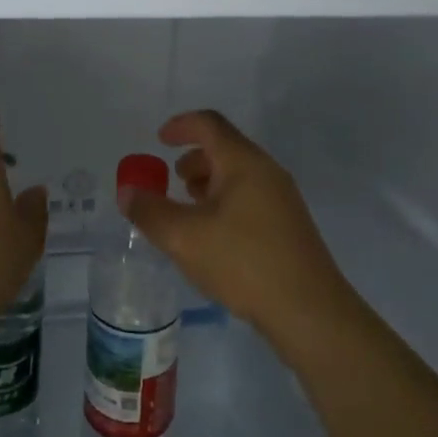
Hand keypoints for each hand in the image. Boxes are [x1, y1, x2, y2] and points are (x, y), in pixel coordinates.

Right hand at [119, 110, 352, 349]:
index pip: (209, 124)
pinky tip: (213, 238)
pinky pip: (249, 199)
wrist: (309, 311)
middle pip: (225, 149)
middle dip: (193, 160)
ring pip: (238, 176)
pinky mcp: (288, 227)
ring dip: (208, 184)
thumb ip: (150, 211)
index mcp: (243, 162)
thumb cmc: (243, 262)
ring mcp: (282, 199)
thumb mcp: (184, 237)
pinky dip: (224, 203)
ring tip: (188, 212)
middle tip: (171, 181)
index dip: (180, 126)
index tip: (159, 139)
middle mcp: (267, 172)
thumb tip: (128, 192)